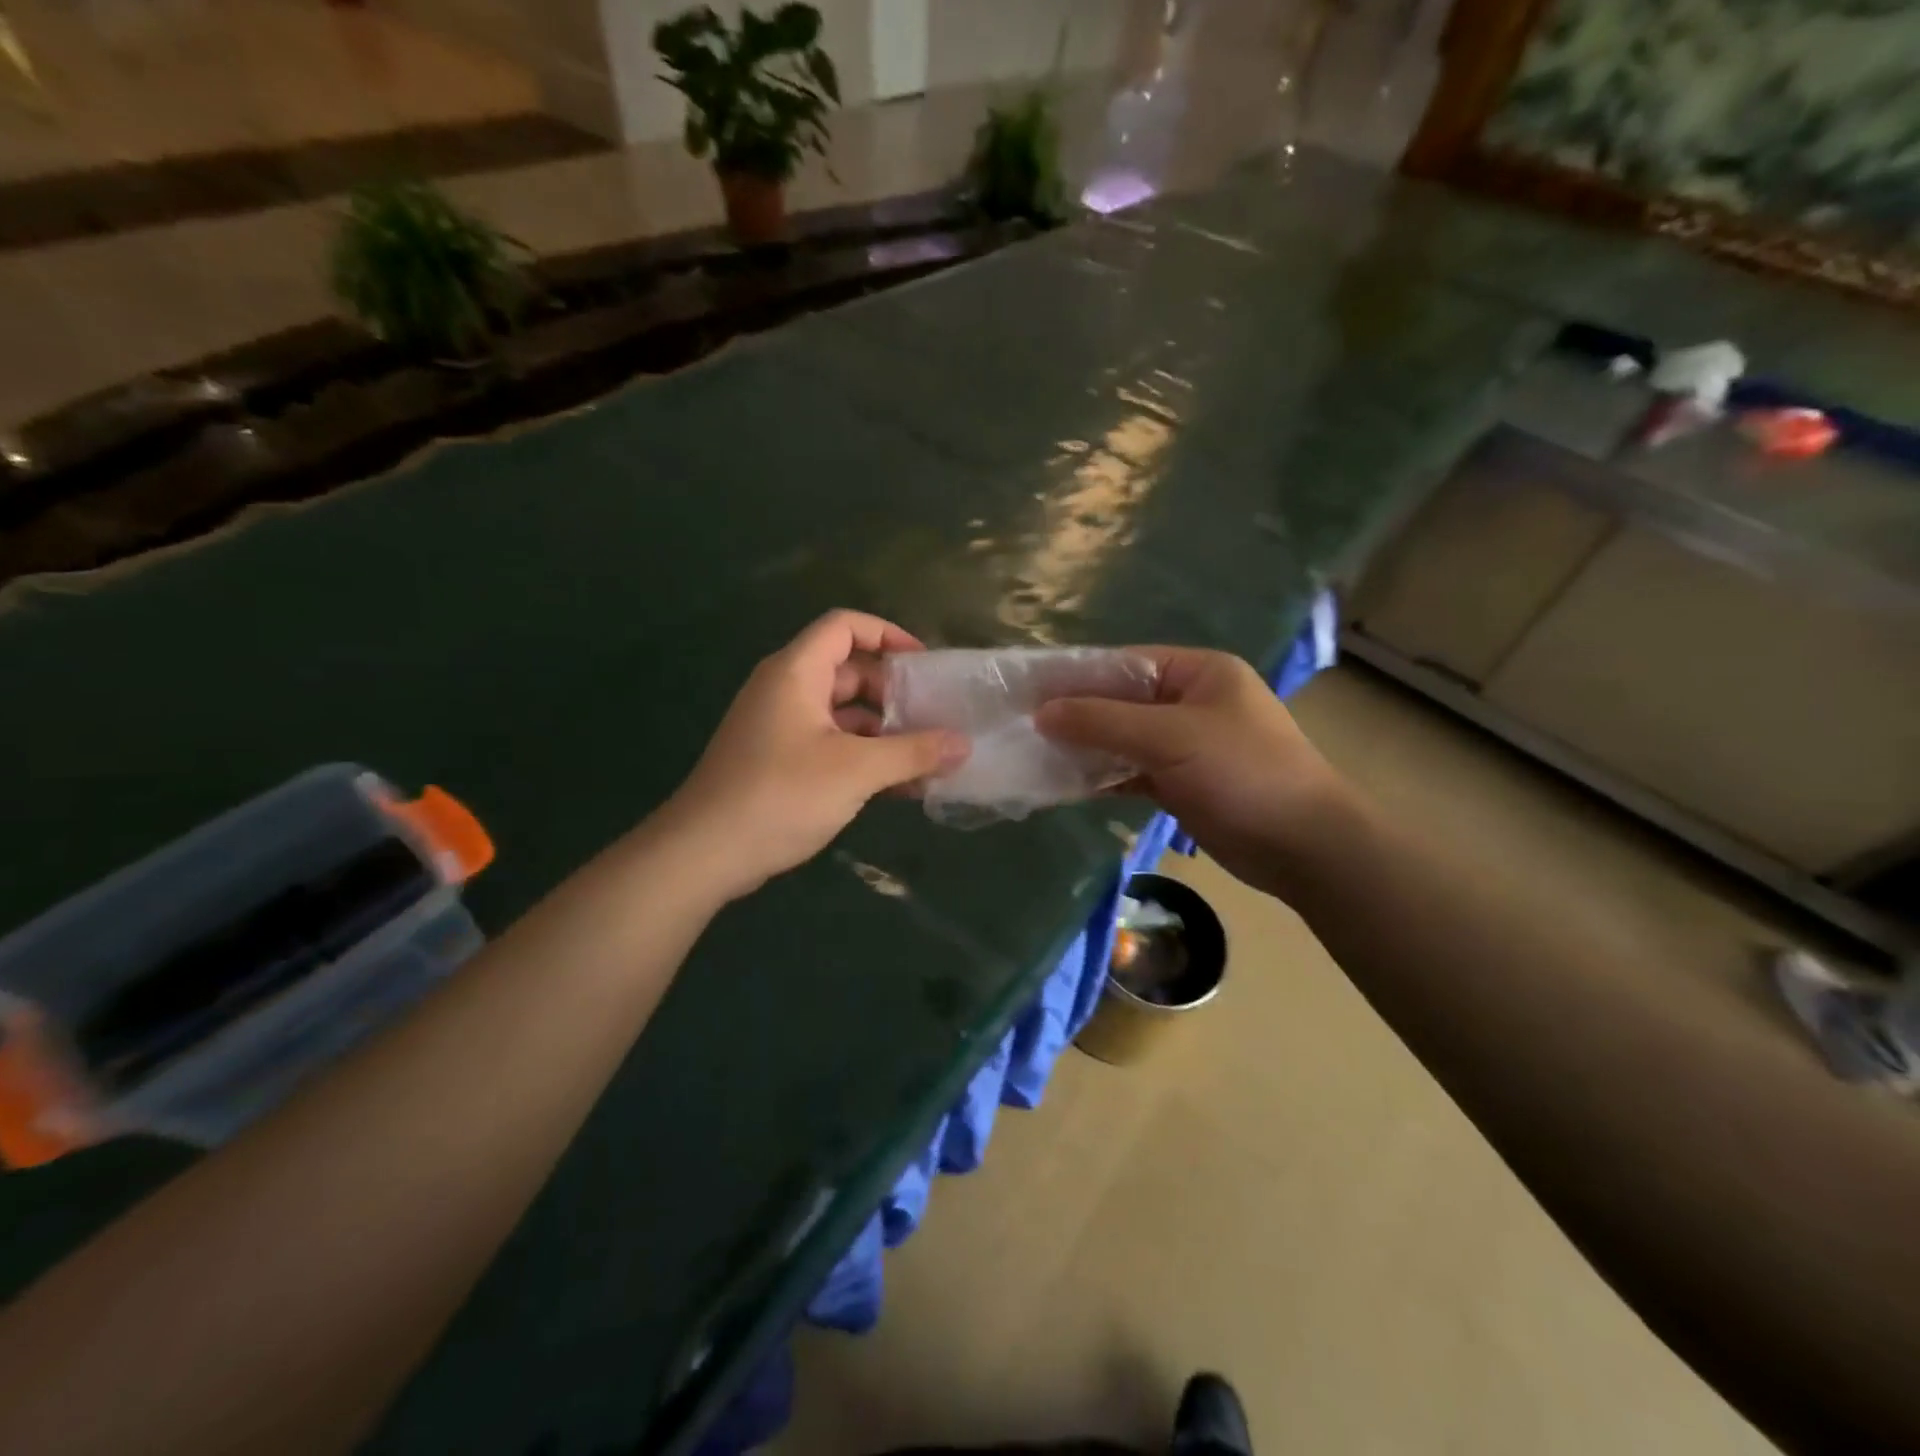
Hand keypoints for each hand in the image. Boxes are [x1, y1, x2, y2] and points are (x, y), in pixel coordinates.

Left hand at [659, 611, 969, 901]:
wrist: (704, 853)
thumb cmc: (781, 795)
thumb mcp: (856, 771)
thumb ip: (913, 752)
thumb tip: (963, 744)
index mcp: (796, 672)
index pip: (845, 626)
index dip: (888, 634)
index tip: (925, 665)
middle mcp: (785, 690)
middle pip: (848, 671)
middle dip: (893, 692)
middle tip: (934, 716)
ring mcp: (779, 727)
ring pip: (842, 713)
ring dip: (883, 731)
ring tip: (926, 756)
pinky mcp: (778, 761)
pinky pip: (830, 744)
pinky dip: (862, 756)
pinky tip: (897, 786)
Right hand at [1035, 647, 1351, 896]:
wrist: (1304, 847)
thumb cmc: (1244, 773)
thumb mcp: (1171, 737)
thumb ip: (1104, 722)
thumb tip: (1043, 712)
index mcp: (1197, 672)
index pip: (1123, 663)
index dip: (1075, 676)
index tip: (1026, 690)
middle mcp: (1189, 701)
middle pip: (1119, 702)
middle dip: (1075, 715)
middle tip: (1021, 726)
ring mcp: (1185, 745)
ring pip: (1122, 739)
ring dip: (1085, 748)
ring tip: (1033, 755)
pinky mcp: (1181, 783)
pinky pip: (1131, 772)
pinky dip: (1102, 777)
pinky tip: (1064, 784)